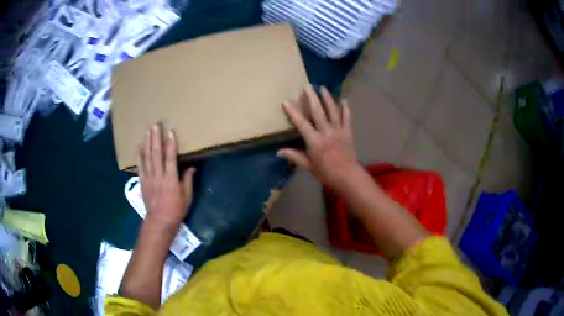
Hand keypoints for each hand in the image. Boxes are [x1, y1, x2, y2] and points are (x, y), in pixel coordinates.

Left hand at [137, 125, 195, 227]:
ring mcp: (149, 178)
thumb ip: (187, 180)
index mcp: (171, 179)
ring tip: (147, 130)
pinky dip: (139, 155)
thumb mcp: (187, 196)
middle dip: (156, 138)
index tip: (170, 131)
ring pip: (147, 157)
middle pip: (156, 154)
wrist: (159, 221)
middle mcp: (158, 175)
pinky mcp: (142, 181)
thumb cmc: (176, 209)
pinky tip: (138, 146)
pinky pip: (140, 166)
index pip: (170, 158)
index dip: (170, 144)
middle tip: (155, 125)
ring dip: (147, 142)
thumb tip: (191, 167)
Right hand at [278, 85, 358, 186]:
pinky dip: (346, 109)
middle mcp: (326, 132)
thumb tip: (278, 152)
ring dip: (327, 98)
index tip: (286, 101)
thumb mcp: (308, 166)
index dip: (293, 112)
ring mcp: (338, 131)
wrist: (347, 176)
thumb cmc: (326, 172)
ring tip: (323, 88)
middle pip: (318, 112)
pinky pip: (347, 118)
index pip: (301, 123)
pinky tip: (344, 99)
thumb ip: (294, 156)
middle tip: (308, 85)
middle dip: (312, 98)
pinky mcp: (348, 132)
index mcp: (314, 140)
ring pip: (332, 111)